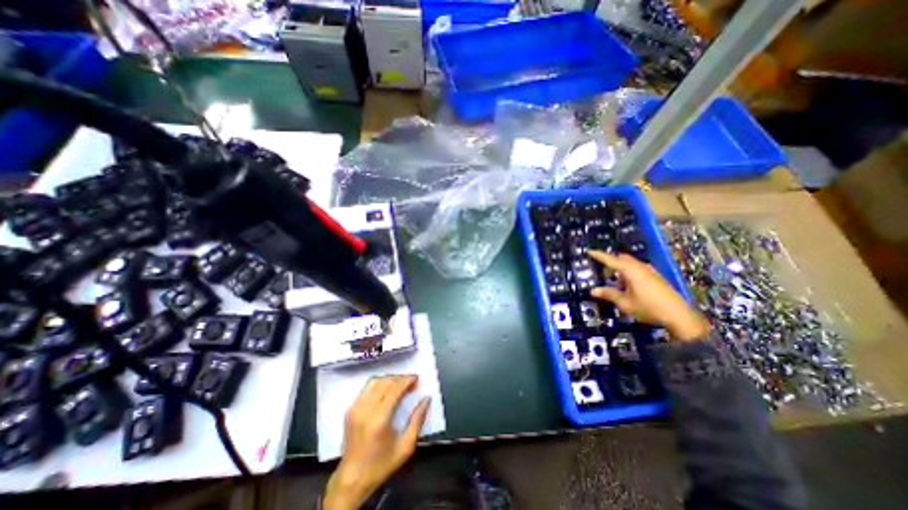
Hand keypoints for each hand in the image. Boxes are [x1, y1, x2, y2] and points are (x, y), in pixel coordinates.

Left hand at [323, 374, 430, 509]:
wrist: (352, 479)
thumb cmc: (381, 465)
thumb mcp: (406, 447)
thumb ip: (418, 420)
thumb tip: (426, 399)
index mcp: (378, 420)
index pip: (394, 389)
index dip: (407, 381)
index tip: (416, 379)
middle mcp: (364, 410)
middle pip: (385, 382)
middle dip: (400, 378)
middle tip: (411, 382)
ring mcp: (355, 409)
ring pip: (374, 382)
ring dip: (389, 379)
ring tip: (400, 384)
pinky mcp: (350, 410)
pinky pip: (366, 388)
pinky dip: (379, 384)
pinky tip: (387, 390)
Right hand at [590, 249, 708, 340]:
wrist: (679, 315)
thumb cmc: (648, 307)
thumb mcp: (625, 303)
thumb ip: (608, 294)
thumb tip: (593, 290)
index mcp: (630, 270)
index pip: (610, 259)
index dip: (599, 255)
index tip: (589, 251)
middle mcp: (640, 267)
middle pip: (621, 258)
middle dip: (611, 263)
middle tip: (604, 275)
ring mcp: (649, 271)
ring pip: (630, 264)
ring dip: (620, 270)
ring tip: (617, 285)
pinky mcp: (655, 276)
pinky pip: (637, 269)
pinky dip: (629, 274)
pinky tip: (629, 288)